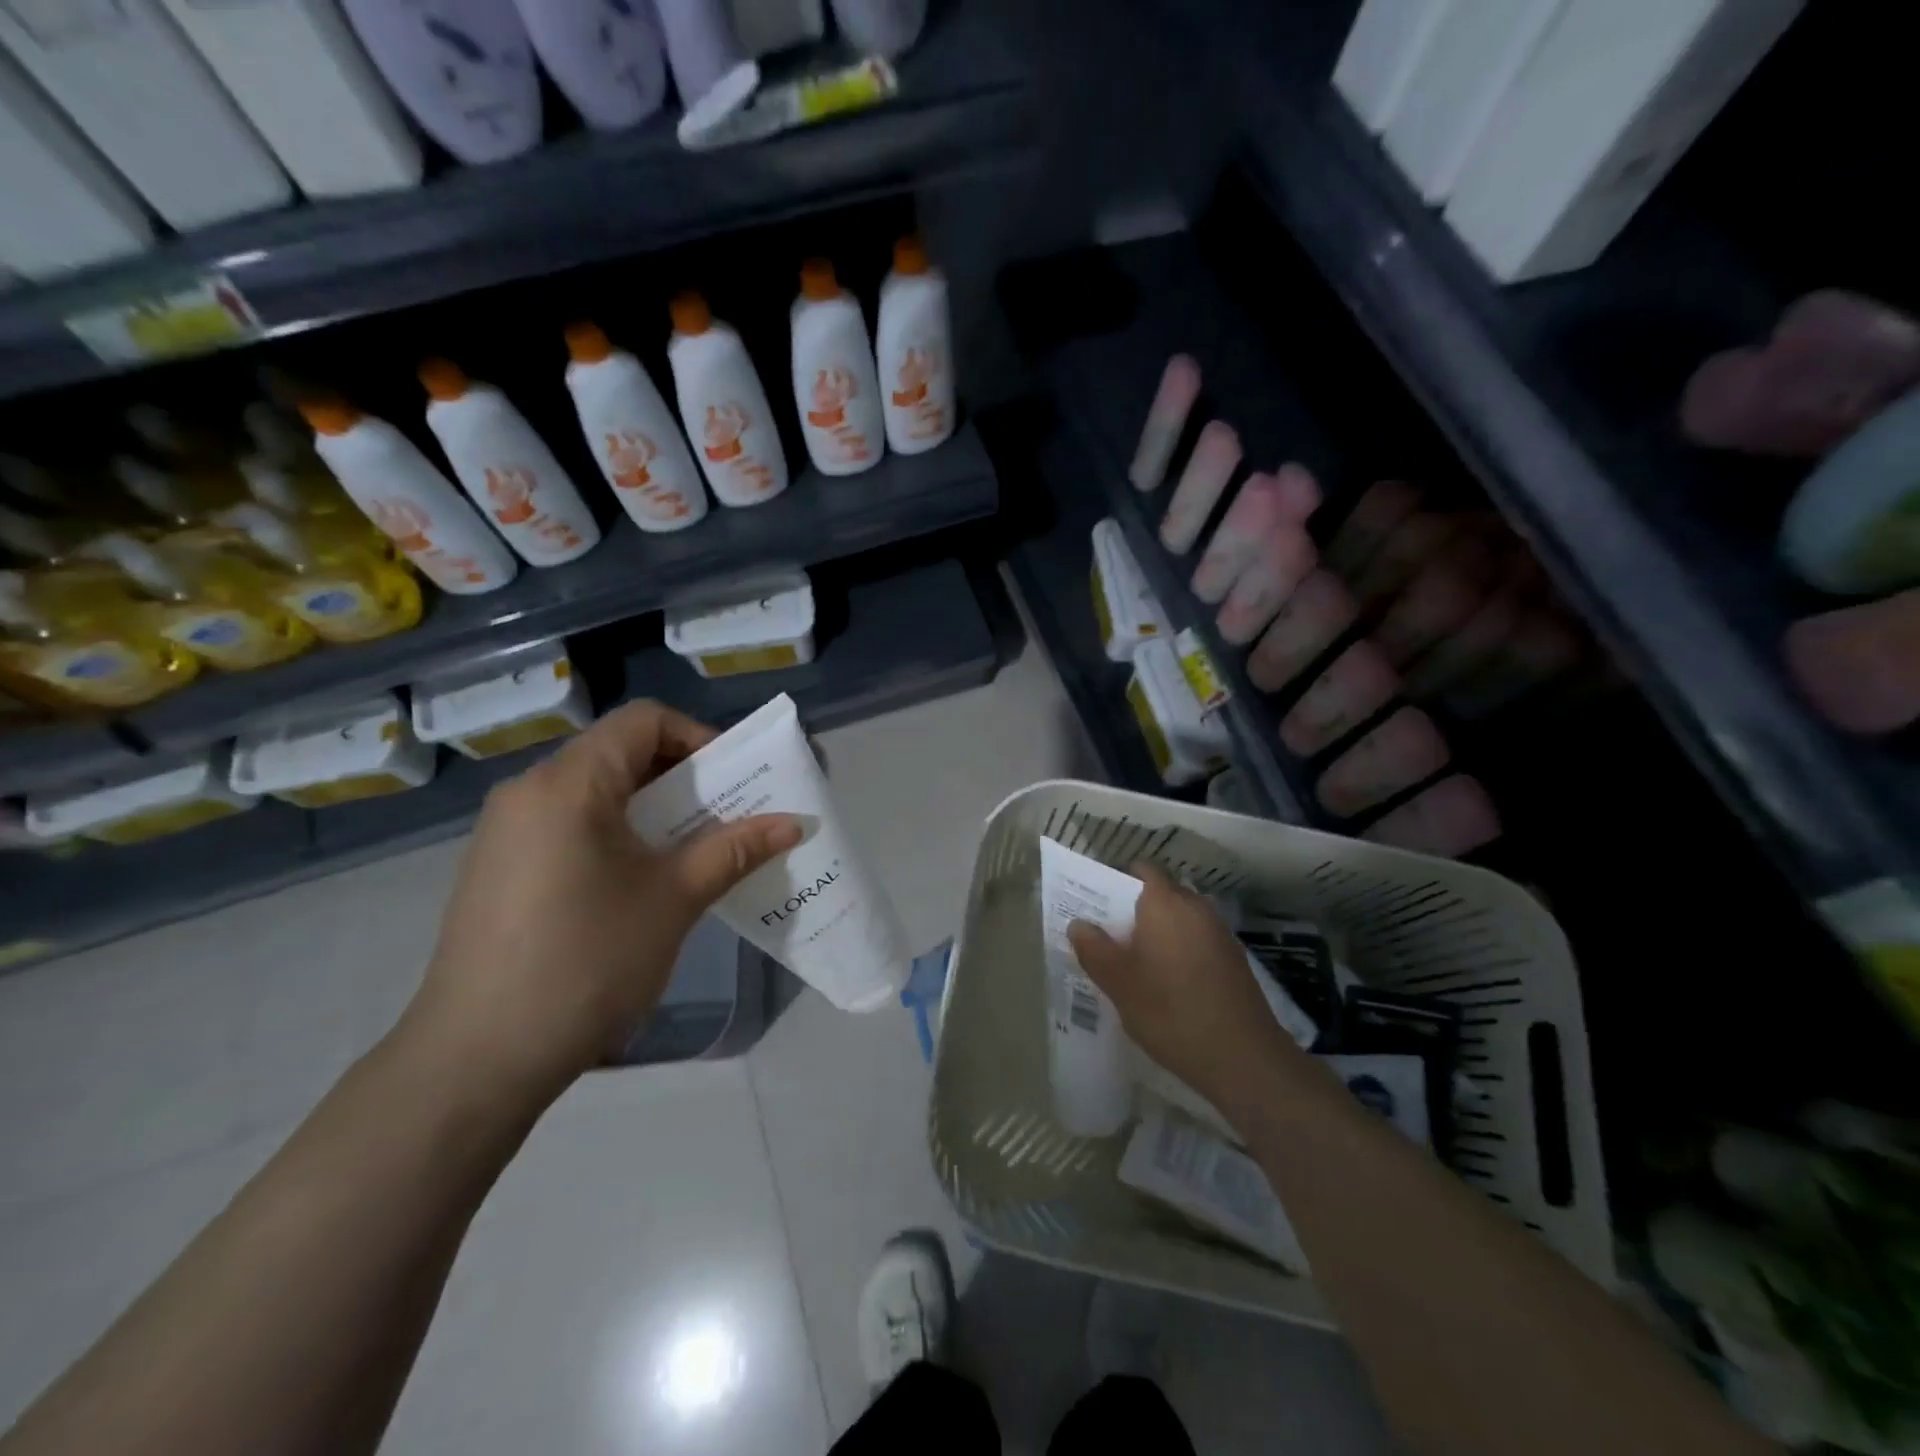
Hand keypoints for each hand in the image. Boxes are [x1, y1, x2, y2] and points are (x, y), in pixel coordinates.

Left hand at [400, 701, 800, 1104]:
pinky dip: (616, 833)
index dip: (699, 737)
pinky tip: (638, 883)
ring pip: (595, 791)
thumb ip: (735, 850)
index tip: (735, 780)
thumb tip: (794, 823)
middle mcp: (529, 791)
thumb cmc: (587, 961)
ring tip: (692, 850)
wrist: (478, 1058)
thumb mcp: (673, 900)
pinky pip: (569, 824)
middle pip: (620, 752)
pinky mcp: (498, 867)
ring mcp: (506, 831)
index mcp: (569, 783)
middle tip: (727, 816)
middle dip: (684, 777)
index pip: (644, 720)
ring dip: (652, 808)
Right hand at [1067, 864, 1301, 1122]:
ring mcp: (1219, 931)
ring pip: (1180, 918)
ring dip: (1159, 932)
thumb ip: (1094, 948)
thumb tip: (1079, 924)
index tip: (1097, 903)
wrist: (1243, 1057)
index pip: (1141, 870)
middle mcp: (1195, 906)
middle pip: (1160, 894)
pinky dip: (1180, 950)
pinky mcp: (1234, 958)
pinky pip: (1197, 940)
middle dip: (1135, 910)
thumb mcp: (1118, 983)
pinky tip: (1168, 983)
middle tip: (1109, 937)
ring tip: (1135, 963)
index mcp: (1165, 902)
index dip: (1117, 881)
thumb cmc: (1170, 1011)